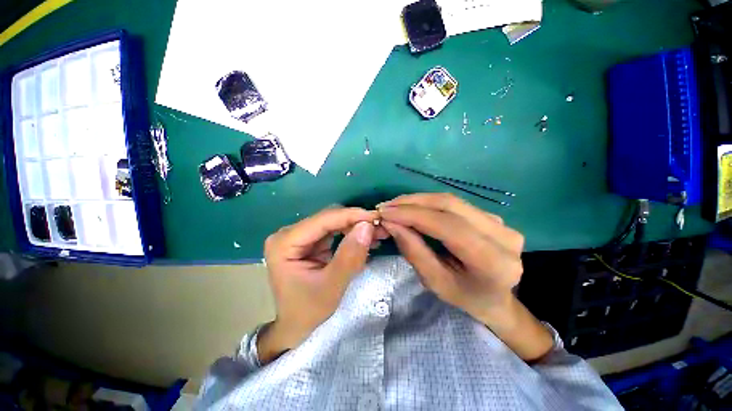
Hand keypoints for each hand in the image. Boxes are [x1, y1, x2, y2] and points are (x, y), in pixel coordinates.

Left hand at [258, 207, 382, 363]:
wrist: (296, 326)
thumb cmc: (308, 311)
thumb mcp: (332, 287)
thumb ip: (350, 256)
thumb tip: (367, 226)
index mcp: (285, 243)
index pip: (323, 220)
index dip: (351, 216)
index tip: (376, 216)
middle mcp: (289, 233)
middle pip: (328, 218)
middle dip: (355, 221)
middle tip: (379, 227)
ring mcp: (299, 236)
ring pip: (333, 221)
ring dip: (355, 226)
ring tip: (377, 233)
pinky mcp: (309, 241)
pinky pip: (334, 230)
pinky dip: (351, 233)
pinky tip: (366, 239)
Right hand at [378, 193, 552, 361]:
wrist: (497, 299)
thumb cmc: (465, 298)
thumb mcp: (435, 282)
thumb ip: (414, 251)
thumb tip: (391, 223)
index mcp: (493, 261)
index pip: (447, 226)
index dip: (413, 215)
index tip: (385, 212)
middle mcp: (503, 235)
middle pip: (449, 205)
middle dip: (412, 202)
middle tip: (387, 206)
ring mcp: (500, 221)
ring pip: (451, 200)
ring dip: (418, 200)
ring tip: (395, 206)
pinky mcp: (492, 215)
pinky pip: (455, 203)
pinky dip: (429, 203)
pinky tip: (413, 208)